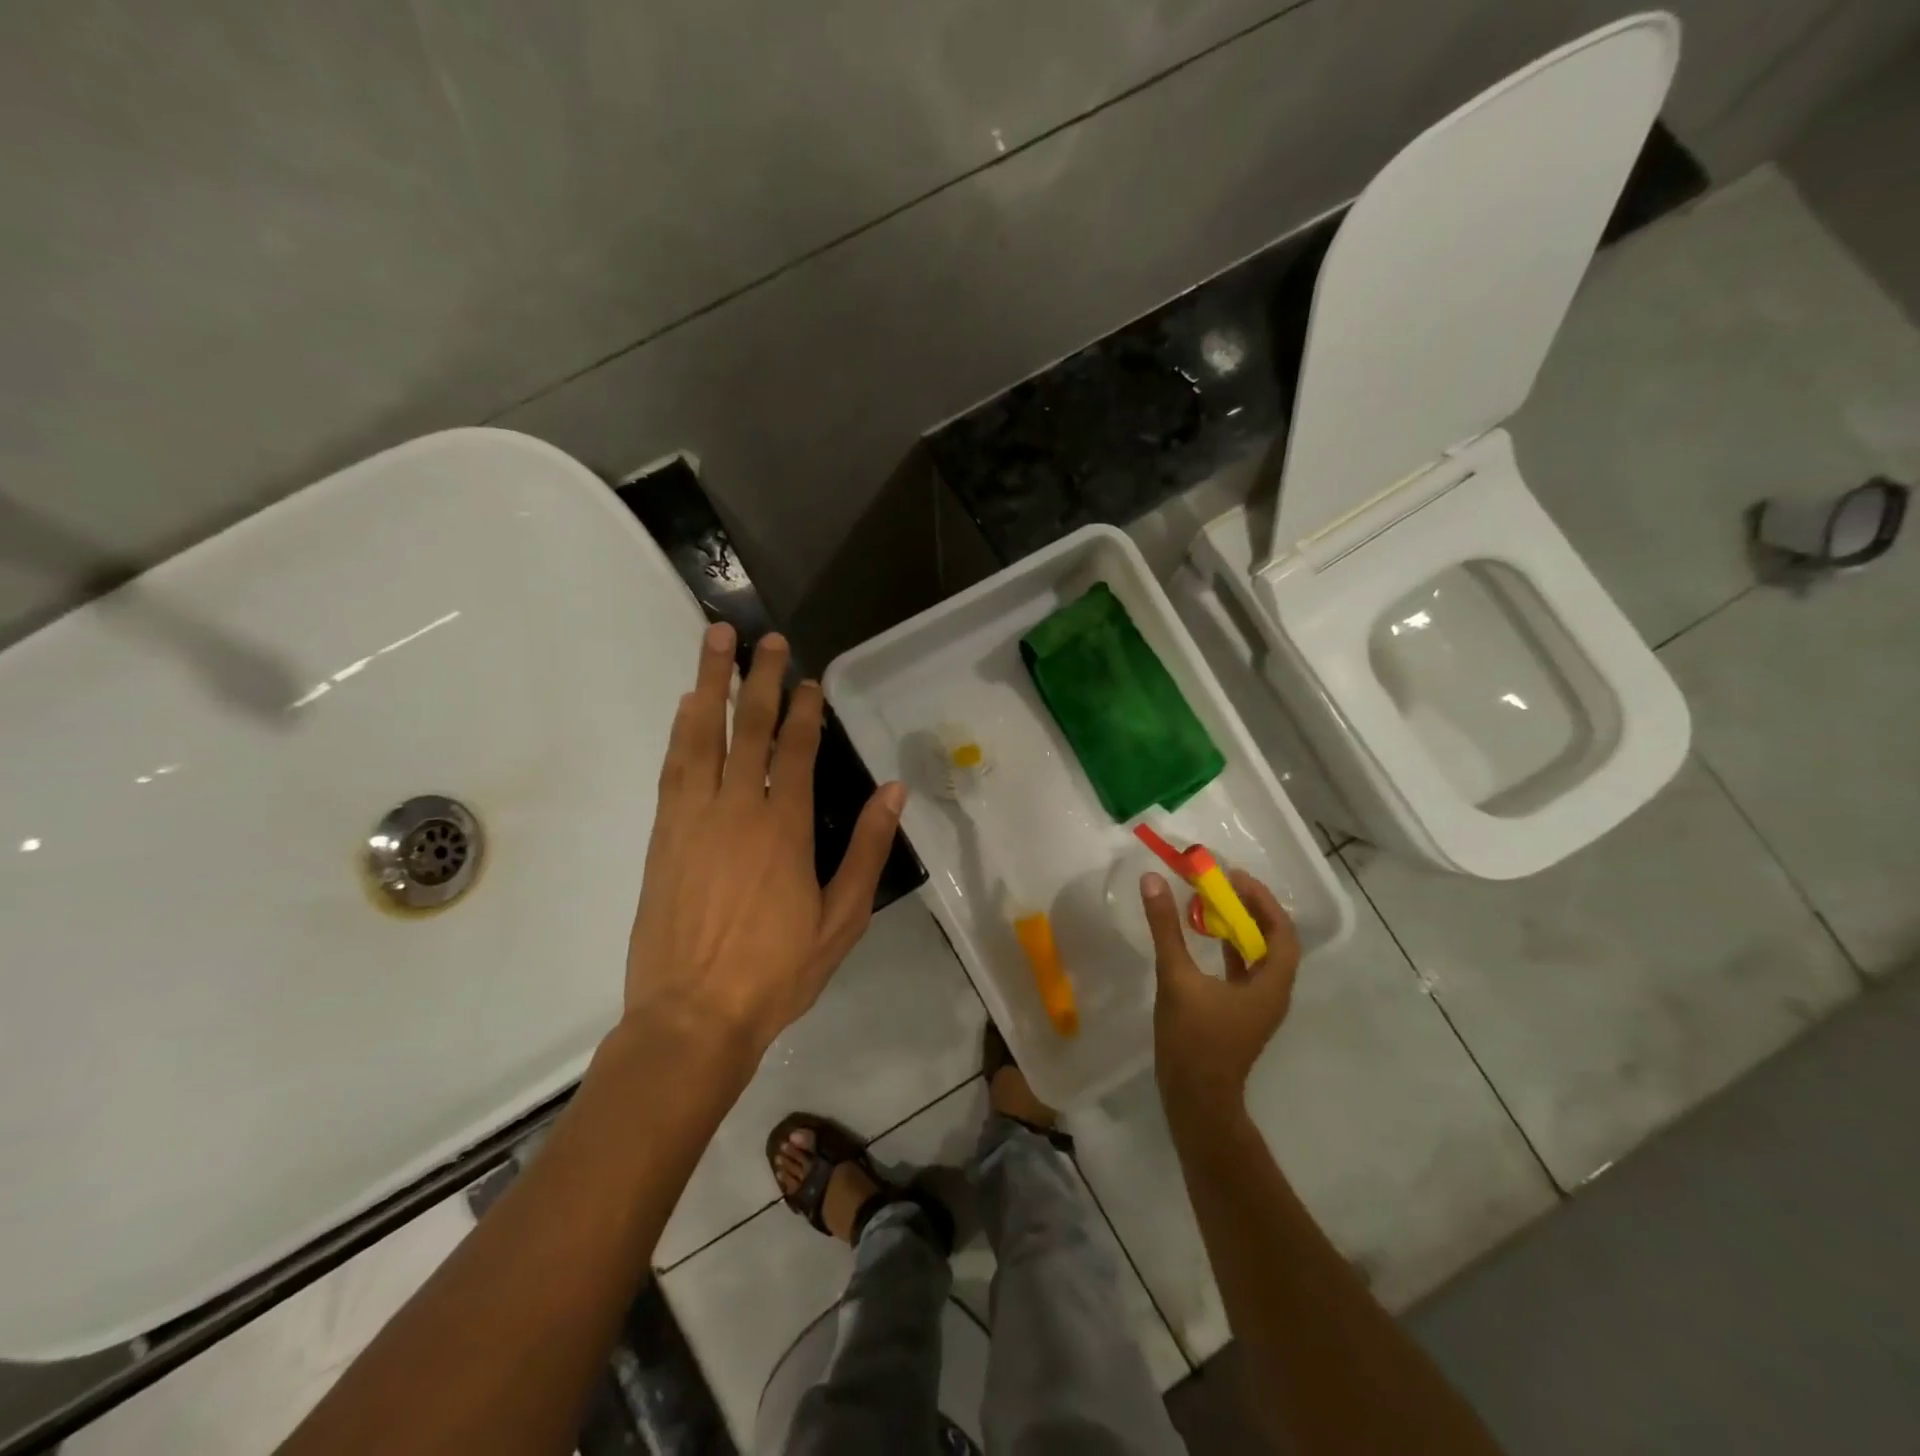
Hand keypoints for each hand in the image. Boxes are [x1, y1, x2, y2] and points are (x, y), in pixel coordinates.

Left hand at [623, 623, 905, 1064]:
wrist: (692, 1017)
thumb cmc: (776, 972)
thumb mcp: (842, 919)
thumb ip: (866, 850)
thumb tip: (893, 791)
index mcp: (784, 828)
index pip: (796, 750)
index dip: (804, 709)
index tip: (809, 678)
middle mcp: (736, 809)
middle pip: (749, 728)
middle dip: (759, 678)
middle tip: (764, 639)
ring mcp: (692, 818)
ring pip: (702, 736)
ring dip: (709, 685)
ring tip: (714, 643)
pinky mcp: (662, 836)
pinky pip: (673, 768)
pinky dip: (681, 731)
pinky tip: (687, 708)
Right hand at [1142, 869, 1300, 1113]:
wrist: (1195, 1098)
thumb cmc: (1193, 1039)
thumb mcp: (1176, 977)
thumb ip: (1165, 928)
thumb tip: (1153, 881)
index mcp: (1270, 984)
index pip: (1281, 932)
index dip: (1262, 901)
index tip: (1235, 877)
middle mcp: (1272, 992)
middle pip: (1273, 940)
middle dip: (1250, 909)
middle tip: (1223, 884)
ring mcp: (1257, 1005)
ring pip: (1257, 956)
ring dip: (1240, 927)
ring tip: (1212, 902)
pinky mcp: (1240, 1013)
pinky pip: (1243, 970)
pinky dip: (1229, 948)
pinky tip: (1205, 937)